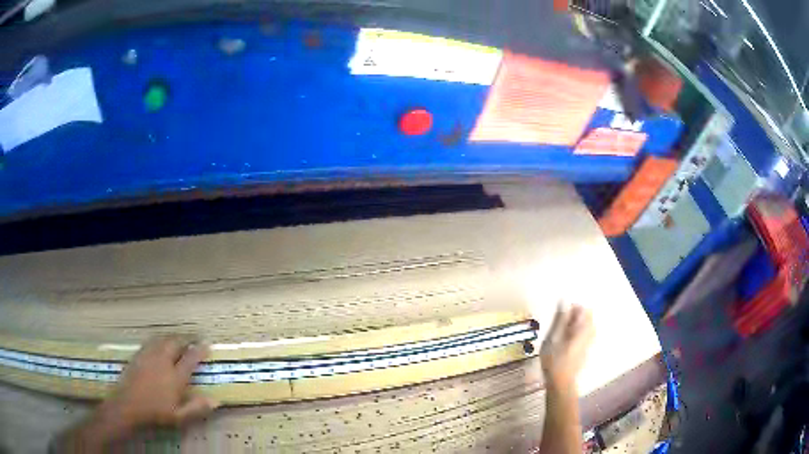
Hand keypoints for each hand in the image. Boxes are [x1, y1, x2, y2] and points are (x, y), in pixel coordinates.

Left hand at [99, 336, 218, 430]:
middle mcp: (163, 361)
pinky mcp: (139, 355)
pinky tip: (159, 343)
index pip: (190, 359)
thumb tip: (216, 401)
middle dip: (185, 339)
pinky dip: (159, 340)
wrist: (129, 405)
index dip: (199, 351)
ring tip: (178, 338)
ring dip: (172, 337)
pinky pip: (151, 342)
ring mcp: (149, 356)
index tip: (207, 345)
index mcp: (175, 377)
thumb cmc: (156, 413)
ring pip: (162, 339)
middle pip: (175, 343)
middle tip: (192, 339)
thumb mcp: (180, 417)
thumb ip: (197, 408)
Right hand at [539, 305, 594, 386]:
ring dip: (575, 324)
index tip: (560, 313)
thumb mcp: (553, 338)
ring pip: (586, 325)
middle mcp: (590, 333)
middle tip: (559, 323)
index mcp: (583, 329)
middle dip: (574, 315)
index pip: (584, 309)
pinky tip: (565, 340)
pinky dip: (576, 332)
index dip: (573, 307)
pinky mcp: (586, 349)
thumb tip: (564, 301)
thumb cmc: (554, 360)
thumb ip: (559, 319)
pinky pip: (585, 333)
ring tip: (561, 331)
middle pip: (587, 316)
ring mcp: (589, 342)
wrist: (561, 382)